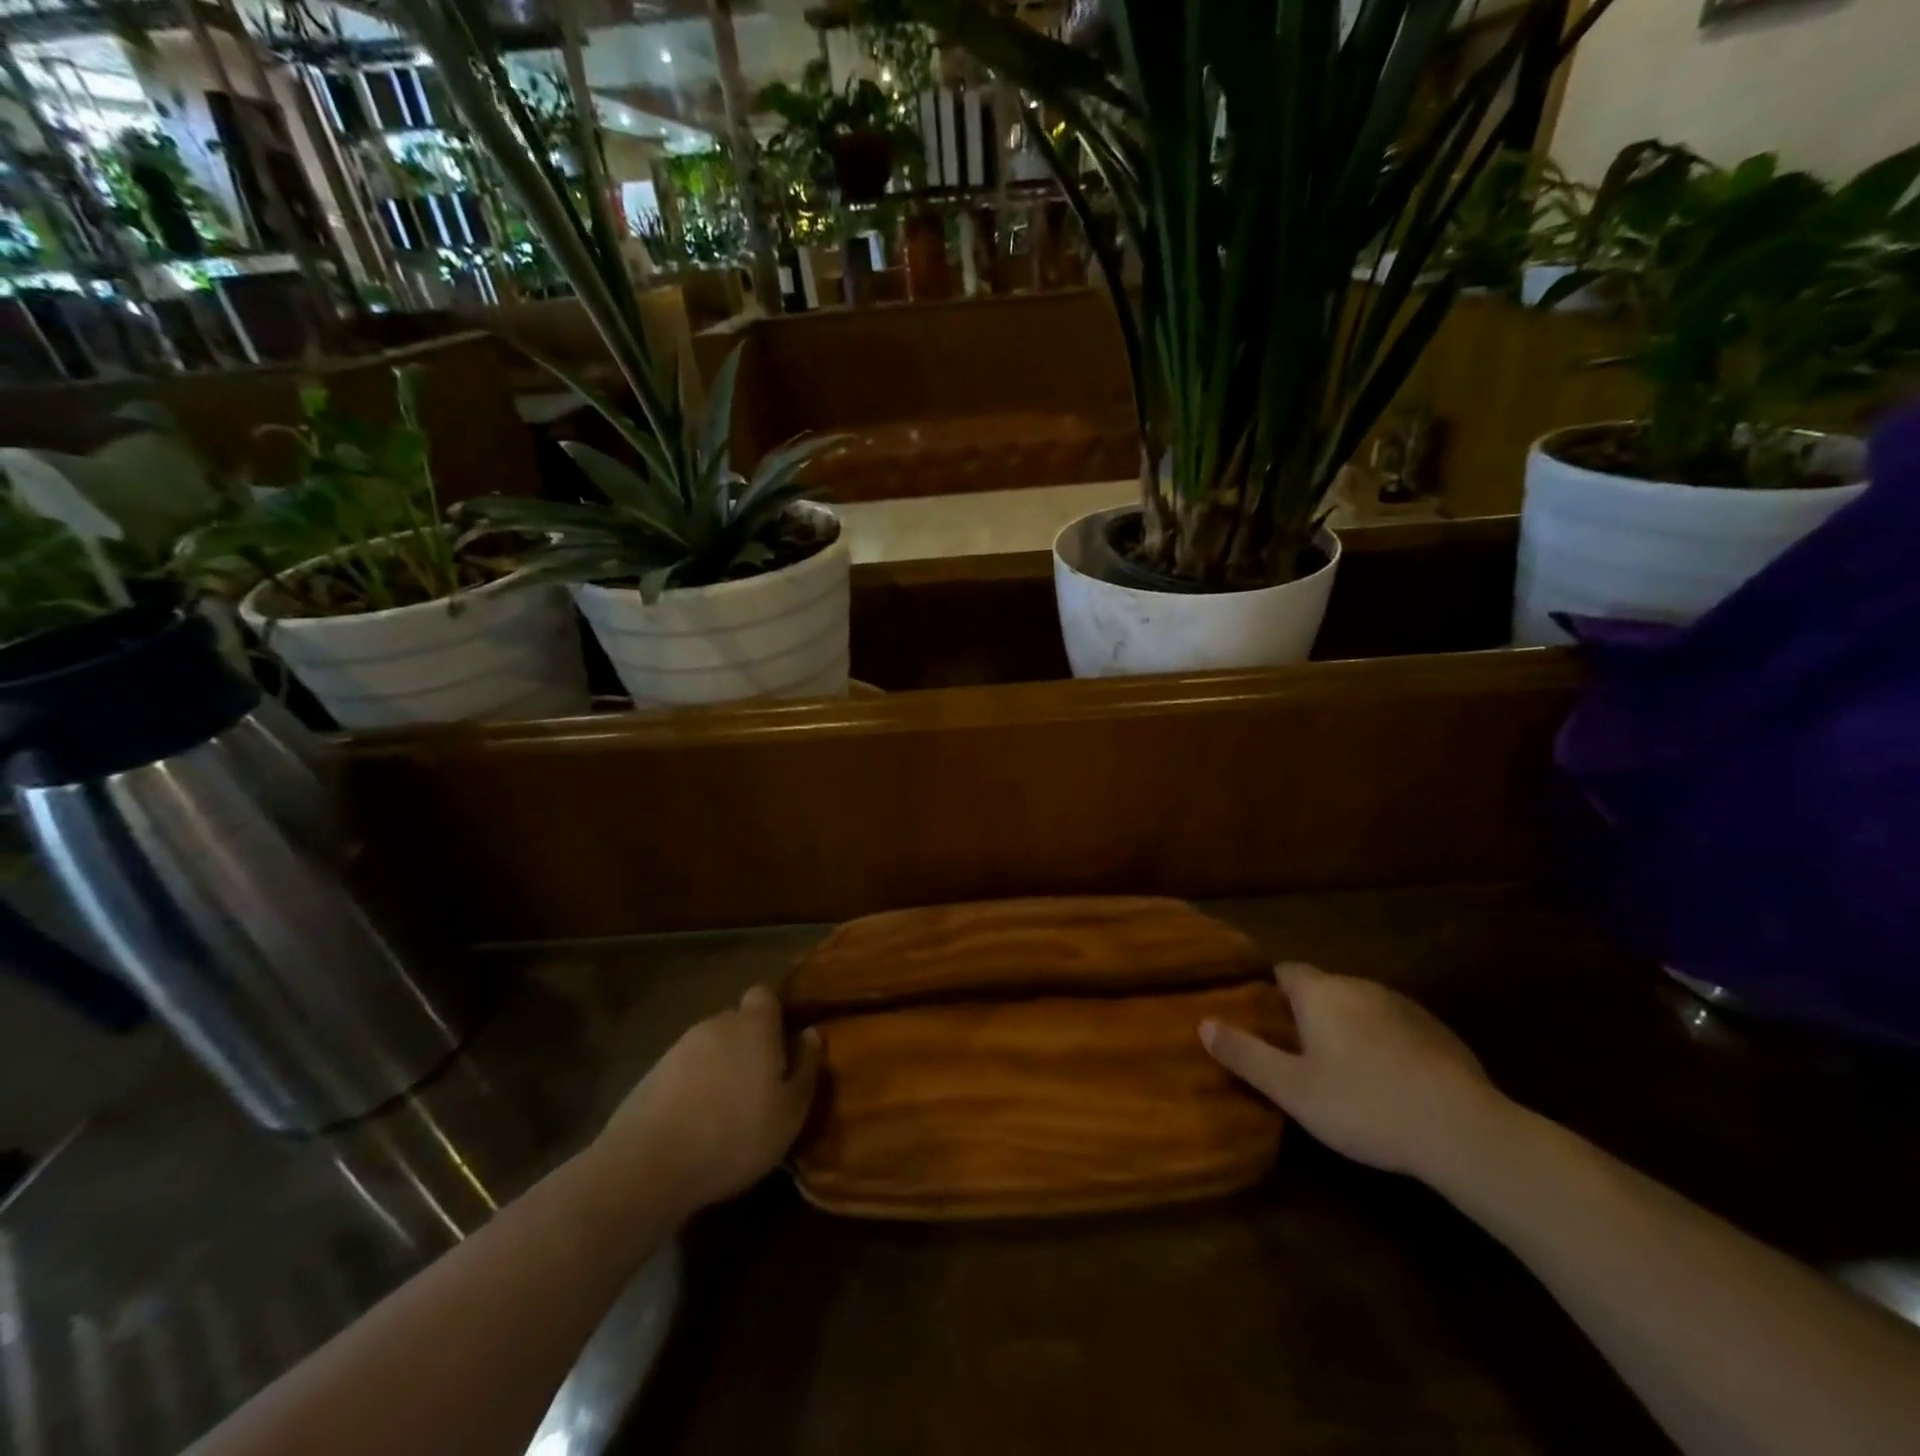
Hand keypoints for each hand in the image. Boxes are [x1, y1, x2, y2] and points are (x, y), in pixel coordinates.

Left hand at [591, 985, 820, 1217]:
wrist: (647, 1166)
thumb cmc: (735, 1134)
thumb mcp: (790, 1112)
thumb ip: (806, 1067)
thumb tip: (811, 1034)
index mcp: (754, 1025)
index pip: (765, 995)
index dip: (775, 1014)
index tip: (784, 1043)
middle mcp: (716, 1025)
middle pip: (737, 1023)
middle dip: (748, 1045)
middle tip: (760, 1085)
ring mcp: (678, 1049)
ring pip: (709, 1049)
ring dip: (720, 1069)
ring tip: (726, 1111)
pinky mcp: (649, 1077)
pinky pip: (683, 1073)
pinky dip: (692, 1090)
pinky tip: (695, 1126)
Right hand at [1200, 963, 1510, 1182]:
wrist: (1463, 1130)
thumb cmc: (1364, 1104)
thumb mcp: (1292, 1089)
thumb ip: (1245, 1054)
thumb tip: (1203, 1023)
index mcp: (1320, 993)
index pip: (1284, 971)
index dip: (1269, 991)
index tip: (1262, 1019)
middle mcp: (1359, 986)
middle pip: (1323, 989)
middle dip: (1307, 1014)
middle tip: (1297, 1055)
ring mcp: (1404, 1006)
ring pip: (1360, 1008)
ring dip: (1348, 1029)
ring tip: (1343, 1073)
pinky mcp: (1439, 1032)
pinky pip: (1396, 1028)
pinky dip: (1384, 1045)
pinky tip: (1390, 1085)